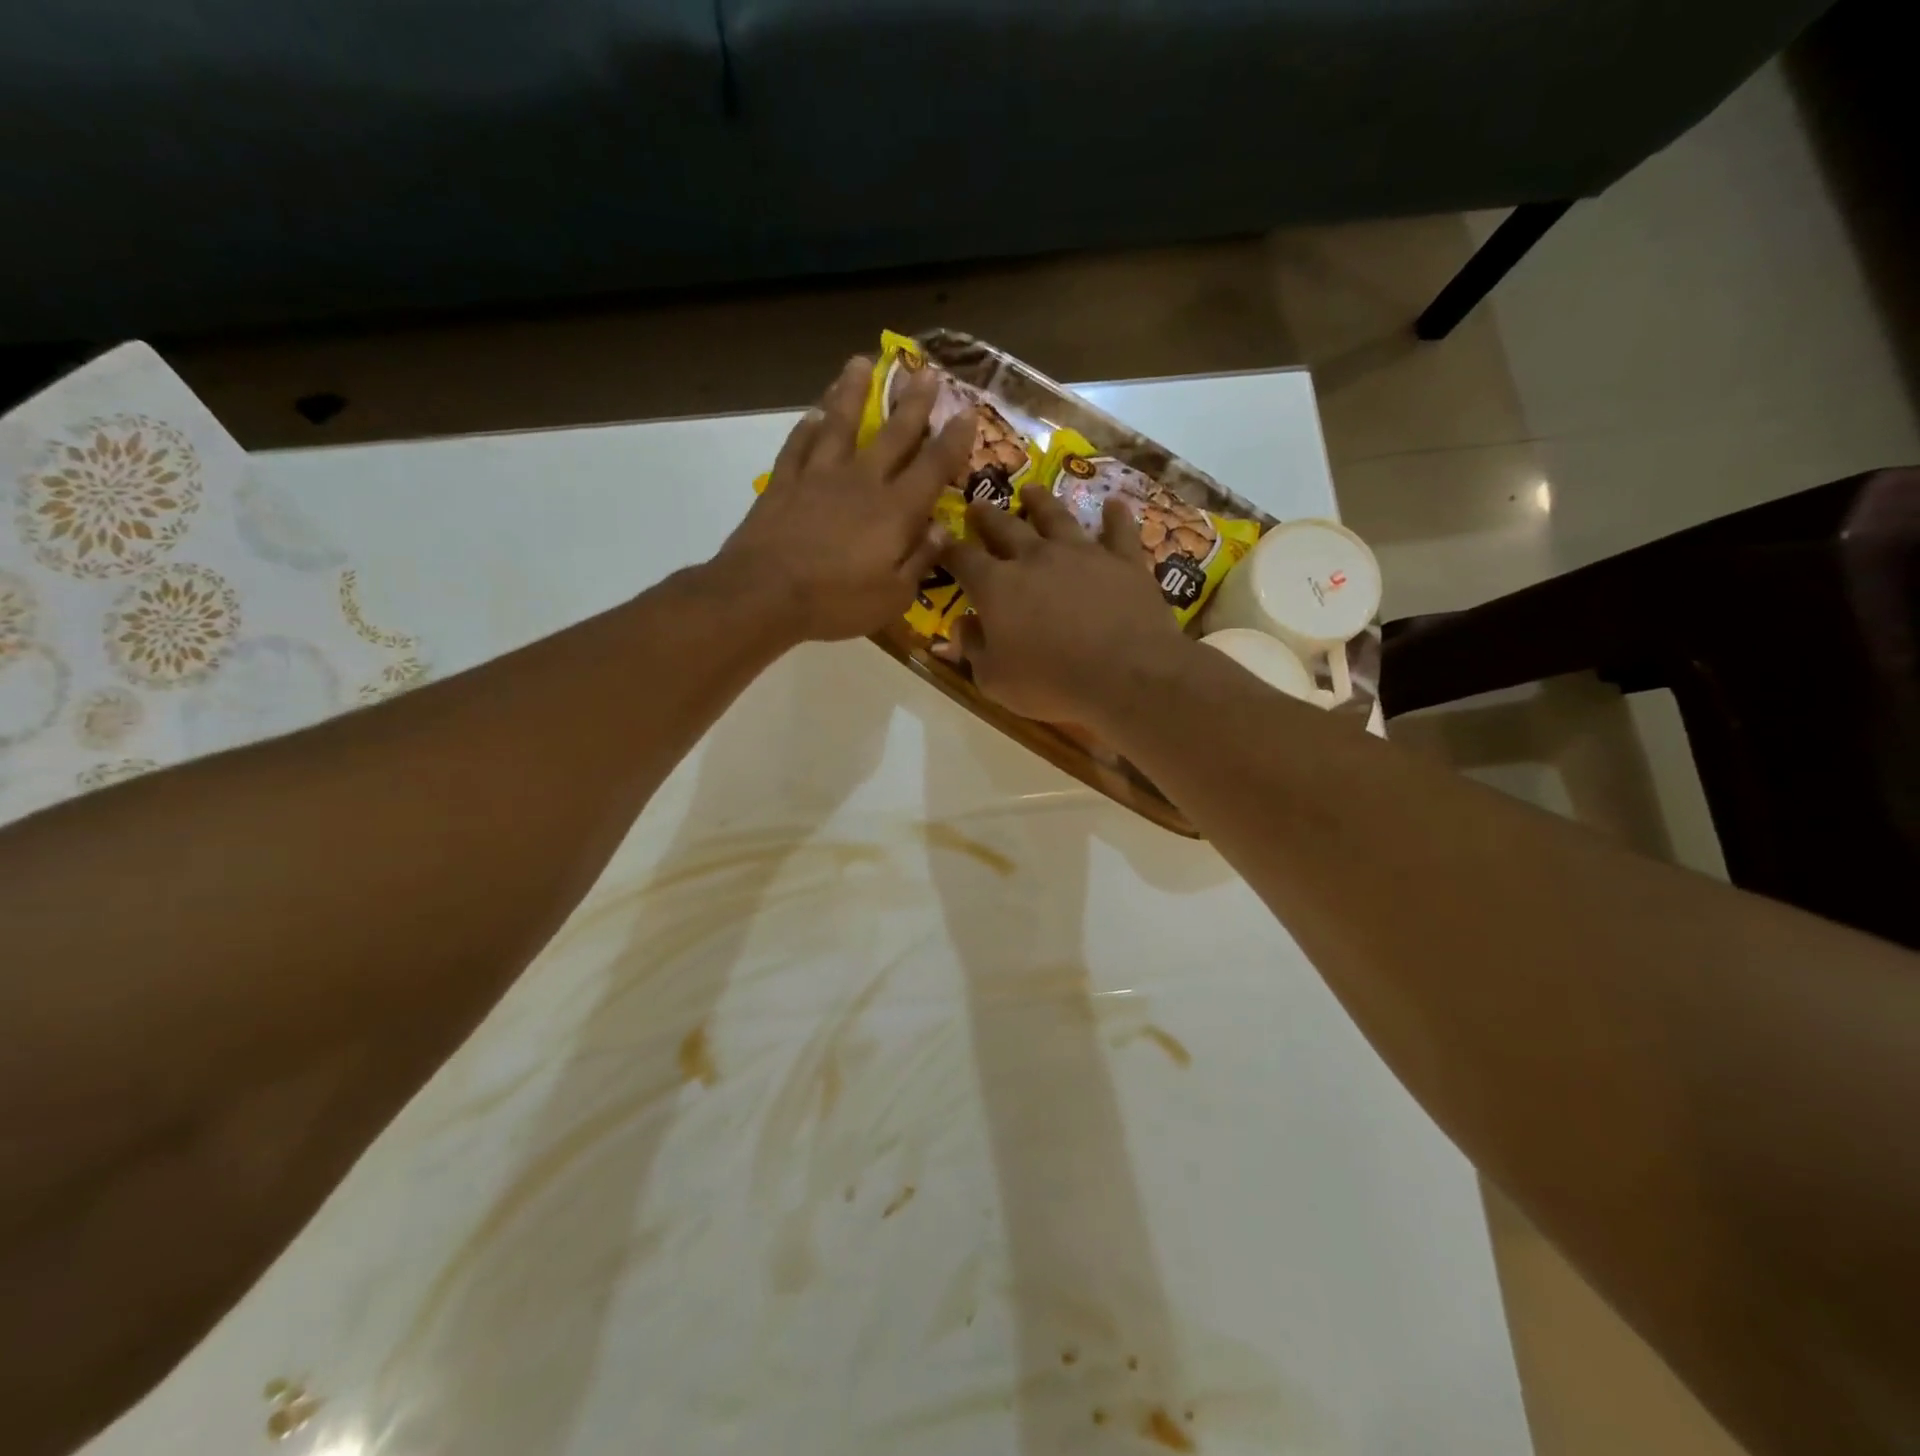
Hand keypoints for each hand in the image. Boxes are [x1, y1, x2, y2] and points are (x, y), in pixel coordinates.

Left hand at [717, 355, 973, 641]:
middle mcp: (862, 481)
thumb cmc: (837, 601)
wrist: (765, 594)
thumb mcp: (894, 596)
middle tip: (927, 372)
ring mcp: (819, 477)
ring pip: (840, 424)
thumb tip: (941, 529)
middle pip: (893, 434)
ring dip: (853, 392)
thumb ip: (920, 559)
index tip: (967, 413)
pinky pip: (798, 446)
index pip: (933, 466)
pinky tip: (813, 414)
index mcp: (896, 510)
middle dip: (914, 403)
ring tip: (861, 363)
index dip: (954, 440)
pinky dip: (807, 427)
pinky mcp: (784, 483)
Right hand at [937, 485, 1194, 727]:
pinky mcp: (1123, 560)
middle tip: (978, 504)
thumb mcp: (995, 681)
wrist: (1127, 675)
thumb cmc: (1052, 683)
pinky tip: (1114, 505)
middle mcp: (1035, 557)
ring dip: (1041, 502)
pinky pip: (1118, 530)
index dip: (949, 549)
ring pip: (1056, 517)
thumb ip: (973, 649)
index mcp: (997, 586)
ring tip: (1031, 490)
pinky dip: (1115, 516)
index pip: (963, 559)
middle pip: (1005, 527)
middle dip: (988, 516)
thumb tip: (961, 626)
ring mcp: (1082, 553)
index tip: (940, 539)